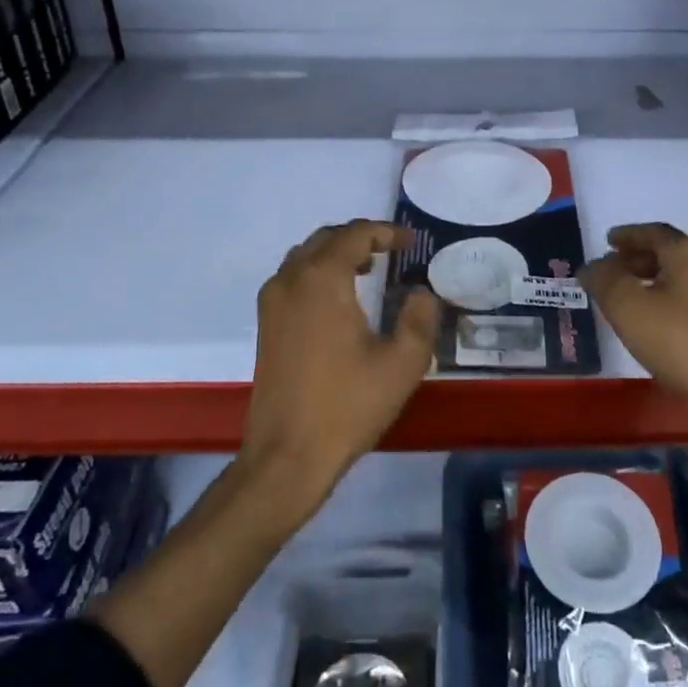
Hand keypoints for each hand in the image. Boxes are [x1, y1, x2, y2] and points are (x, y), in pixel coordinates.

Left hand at [244, 220, 440, 507]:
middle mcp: (291, 280)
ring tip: (368, 270)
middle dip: (360, 238)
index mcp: (323, 280)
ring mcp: (272, 303)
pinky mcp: (265, 325)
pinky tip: (340, 300)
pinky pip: (292, 278)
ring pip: (305, 256)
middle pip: (326, 238)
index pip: (354, 234)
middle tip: (391, 251)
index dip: (385, 232)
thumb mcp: (402, 363)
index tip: (410, 243)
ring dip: (336, 254)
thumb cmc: (348, 405)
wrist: (288, 454)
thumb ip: (420, 318)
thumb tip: (422, 293)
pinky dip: (317, 273)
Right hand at [582, 223, 687, 431]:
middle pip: (670, 252)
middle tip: (613, 268)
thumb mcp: (628, 308)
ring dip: (653, 278)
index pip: (654, 232)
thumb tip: (592, 266)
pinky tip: (657, 320)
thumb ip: (604, 281)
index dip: (628, 235)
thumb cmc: (679, 342)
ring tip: (630, 296)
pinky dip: (669, 297)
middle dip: (639, 257)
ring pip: (682, 276)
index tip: (608, 241)